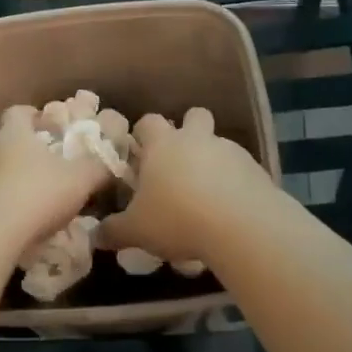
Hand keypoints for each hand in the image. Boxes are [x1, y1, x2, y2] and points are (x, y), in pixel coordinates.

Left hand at [0, 105, 111, 249]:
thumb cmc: (38, 193)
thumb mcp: (80, 180)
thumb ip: (97, 168)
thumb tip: (110, 162)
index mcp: (13, 132)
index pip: (19, 112)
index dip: (34, 117)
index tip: (49, 128)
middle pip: (2, 139)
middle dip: (20, 149)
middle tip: (41, 164)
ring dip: (4, 177)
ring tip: (25, 196)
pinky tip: (8, 220)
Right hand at [98, 108, 273, 266]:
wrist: (242, 227)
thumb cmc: (178, 219)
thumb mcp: (137, 230)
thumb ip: (114, 230)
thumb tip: (95, 235)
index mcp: (163, 144)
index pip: (149, 122)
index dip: (143, 134)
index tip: (140, 155)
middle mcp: (197, 139)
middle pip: (194, 116)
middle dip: (188, 131)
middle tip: (178, 164)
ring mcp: (230, 150)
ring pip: (218, 144)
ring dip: (212, 161)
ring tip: (205, 196)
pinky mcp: (256, 169)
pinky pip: (240, 169)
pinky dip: (234, 182)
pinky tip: (229, 210)